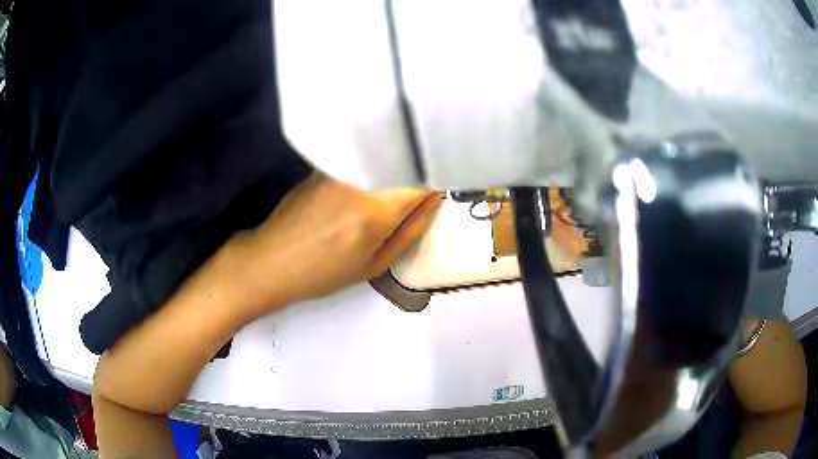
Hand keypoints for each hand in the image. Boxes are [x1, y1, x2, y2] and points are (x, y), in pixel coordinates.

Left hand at [233, 172, 439, 309]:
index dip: (436, 179)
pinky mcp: (323, 164)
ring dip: (394, 162)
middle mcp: (358, 181)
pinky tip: (368, 175)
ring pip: (381, 154)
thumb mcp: (373, 266)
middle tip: (420, 183)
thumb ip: (409, 231)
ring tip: (395, 178)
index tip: (439, 186)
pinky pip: (359, 157)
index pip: (422, 179)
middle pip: (402, 160)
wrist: (272, 261)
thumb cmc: (323, 273)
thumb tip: (433, 200)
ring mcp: (338, 168)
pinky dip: (372, 162)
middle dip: (417, 167)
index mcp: (375, 211)